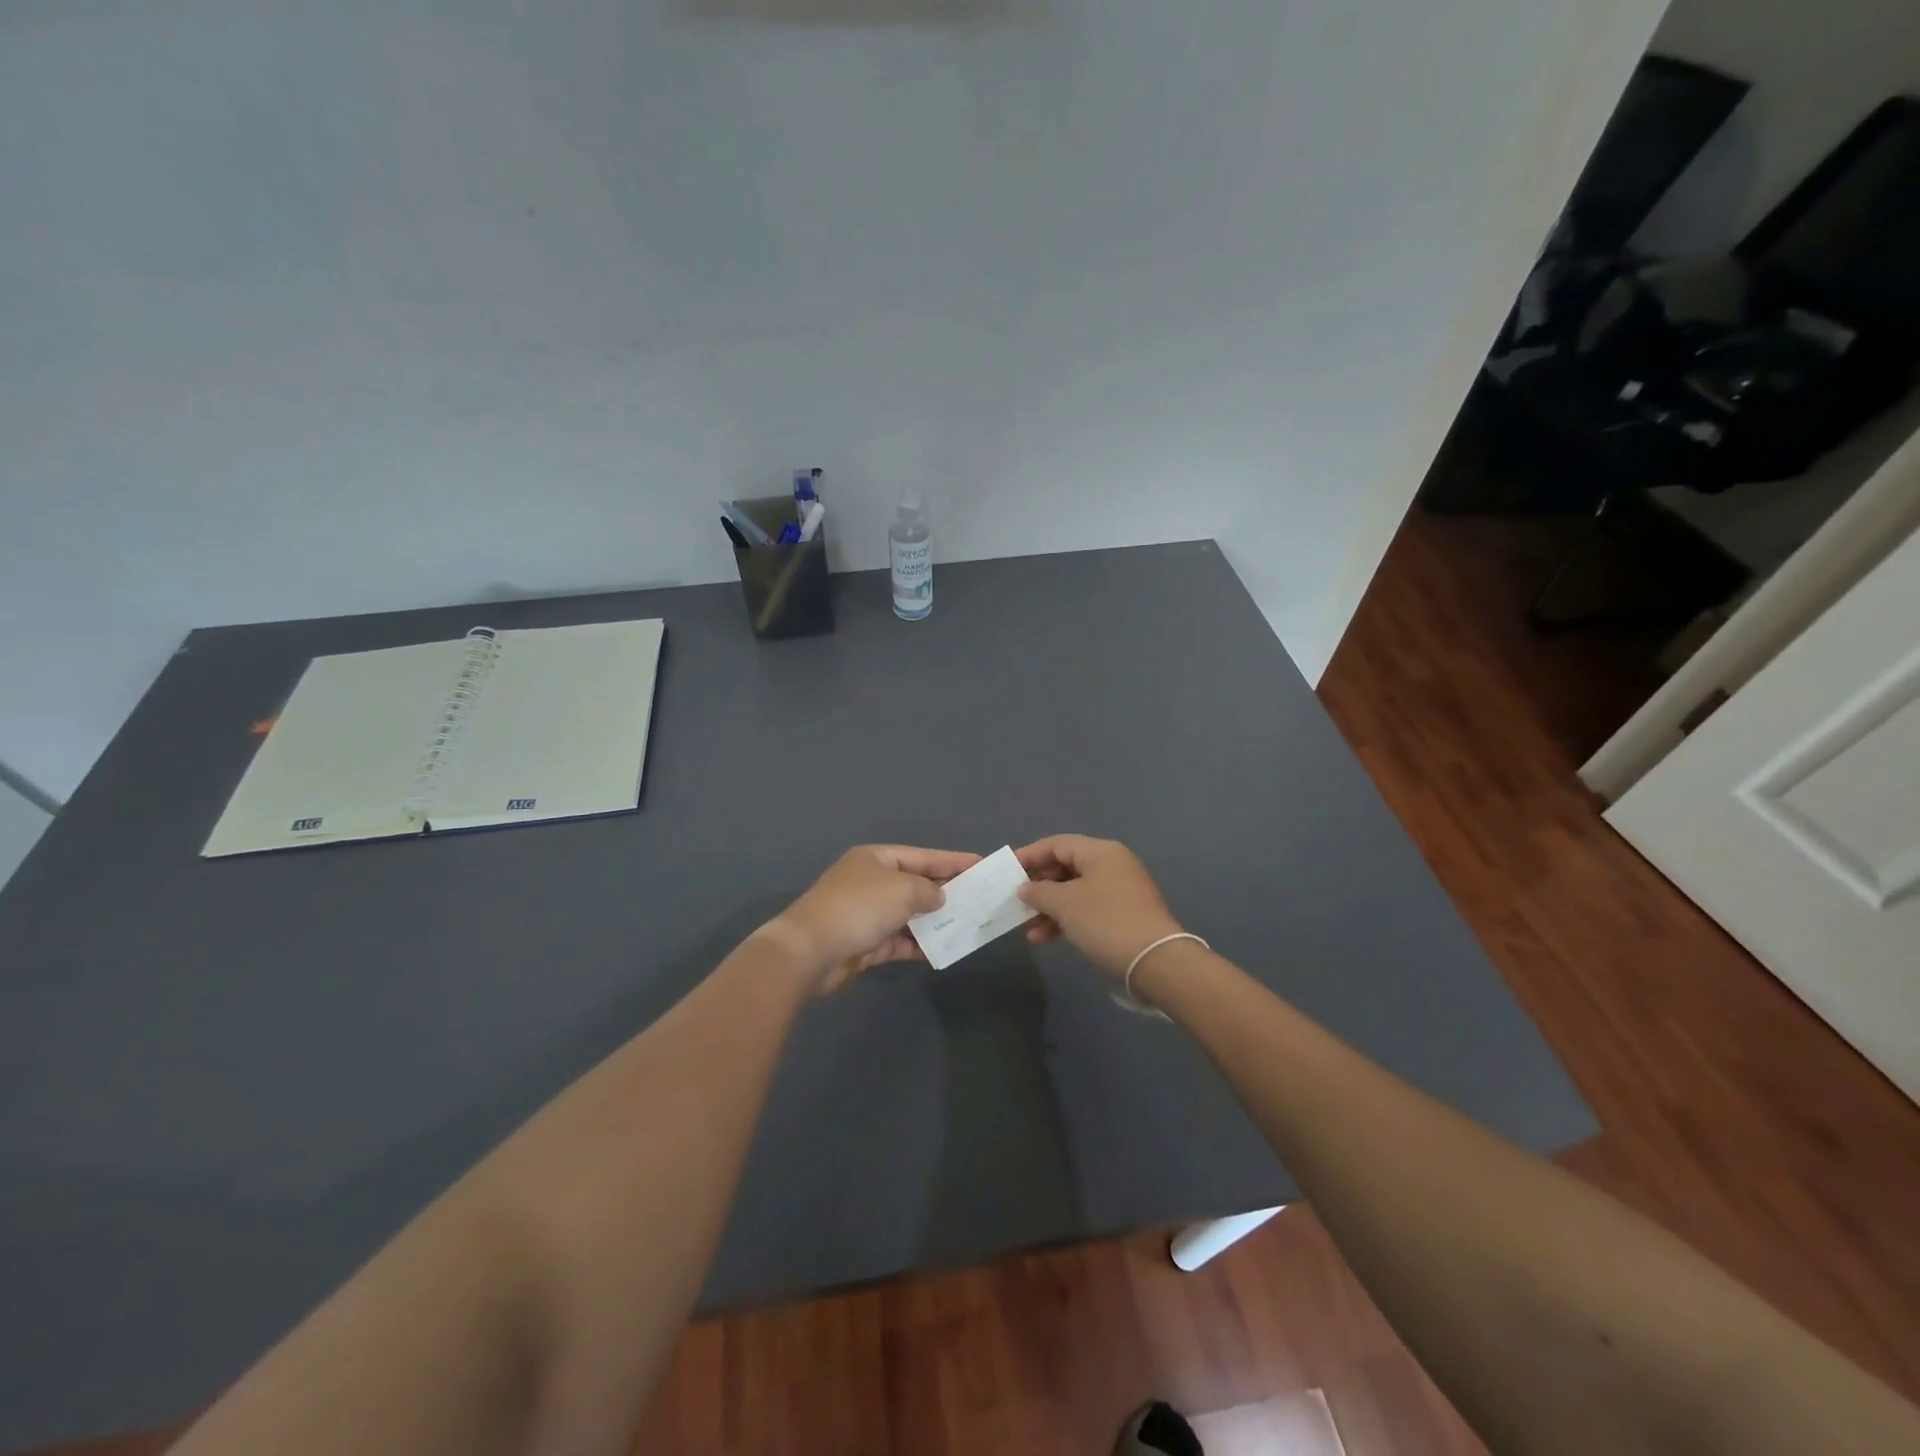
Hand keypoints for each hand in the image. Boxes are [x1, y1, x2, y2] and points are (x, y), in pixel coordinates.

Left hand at [759, 845, 981, 994]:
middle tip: (980, 898)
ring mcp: (867, 914)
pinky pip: (900, 941)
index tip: (980, 865)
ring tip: (968, 926)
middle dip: (946, 892)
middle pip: (916, 884)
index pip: (922, 856)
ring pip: (909, 915)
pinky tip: (943, 951)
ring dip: (935, 921)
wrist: (811, 951)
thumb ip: (928, 890)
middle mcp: (871, 882)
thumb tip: (939, 897)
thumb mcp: (903, 889)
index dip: (952, 860)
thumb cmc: (860, 907)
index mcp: (876, 859)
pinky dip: (919, 945)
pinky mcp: (865, 944)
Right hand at [1015, 835, 1182, 976]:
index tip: (1006, 871)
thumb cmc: (1106, 921)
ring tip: (1026, 928)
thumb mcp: (1065, 903)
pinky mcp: (1123, 916)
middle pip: (1065, 867)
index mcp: (1101, 852)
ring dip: (1048, 908)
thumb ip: (1039, 891)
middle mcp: (1112, 865)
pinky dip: (1065, 920)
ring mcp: (1119, 891)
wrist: (1156, 962)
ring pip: (1074, 892)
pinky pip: (1086, 909)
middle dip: (1038, 885)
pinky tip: (1045, 938)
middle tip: (1014, 900)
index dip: (1029, 855)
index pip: (1057, 844)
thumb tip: (1025, 888)